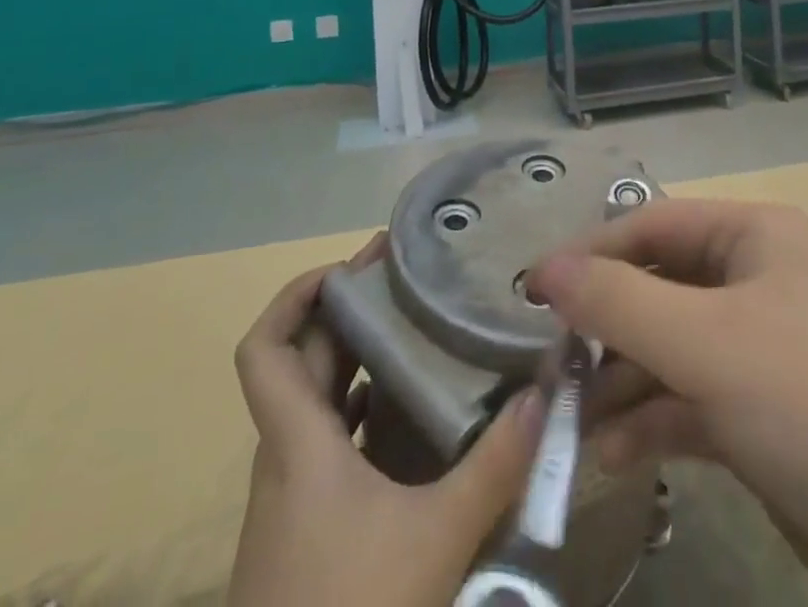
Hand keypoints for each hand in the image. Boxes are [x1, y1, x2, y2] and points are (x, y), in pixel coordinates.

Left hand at [227, 234, 542, 606]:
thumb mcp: (437, 539)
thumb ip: (494, 465)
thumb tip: (544, 393)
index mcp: (297, 444)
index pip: (264, 349)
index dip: (294, 296)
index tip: (348, 268)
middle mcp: (285, 459)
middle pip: (302, 362)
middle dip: (349, 311)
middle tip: (407, 277)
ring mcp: (291, 499)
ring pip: (316, 403)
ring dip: (357, 359)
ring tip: (418, 327)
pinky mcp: (306, 532)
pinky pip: (330, 444)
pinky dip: (363, 410)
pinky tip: (413, 413)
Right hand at [529, 199, 807, 603]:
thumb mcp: (709, 346)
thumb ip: (620, 304)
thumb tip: (545, 269)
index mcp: (754, 238)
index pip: (653, 226)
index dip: (590, 254)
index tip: (531, 295)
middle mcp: (758, 281)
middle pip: (659, 288)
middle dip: (603, 328)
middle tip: (547, 371)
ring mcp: (764, 351)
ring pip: (671, 350)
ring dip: (621, 383)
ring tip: (566, 425)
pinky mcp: (768, 416)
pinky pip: (693, 402)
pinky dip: (652, 423)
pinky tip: (612, 456)